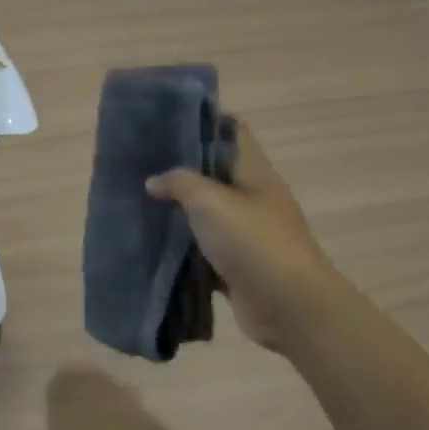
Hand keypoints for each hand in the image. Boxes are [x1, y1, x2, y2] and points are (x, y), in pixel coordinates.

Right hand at [146, 120, 337, 355]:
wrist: (289, 307)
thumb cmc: (254, 243)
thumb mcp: (211, 202)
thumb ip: (179, 184)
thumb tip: (154, 180)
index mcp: (255, 173)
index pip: (232, 133)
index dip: (204, 122)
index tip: (166, 122)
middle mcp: (253, 199)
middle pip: (215, 174)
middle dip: (181, 169)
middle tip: (141, 165)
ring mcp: (247, 235)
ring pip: (207, 215)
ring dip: (178, 211)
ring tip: (139, 202)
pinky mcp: (237, 267)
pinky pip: (204, 251)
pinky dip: (183, 248)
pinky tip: (154, 245)